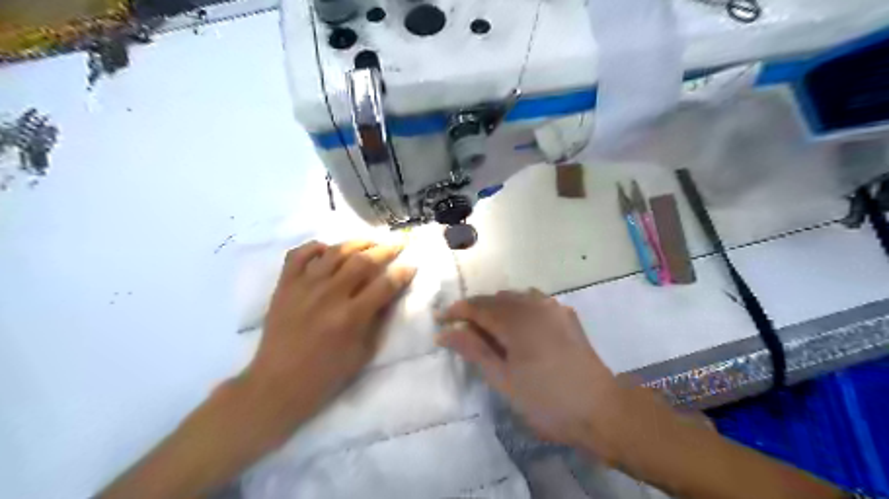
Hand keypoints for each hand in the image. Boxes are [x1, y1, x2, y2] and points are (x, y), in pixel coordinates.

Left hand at [245, 243, 416, 425]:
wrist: (278, 384)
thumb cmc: (326, 374)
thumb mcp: (363, 353)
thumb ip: (378, 320)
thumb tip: (389, 294)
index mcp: (351, 317)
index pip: (385, 285)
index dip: (402, 273)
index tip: (411, 265)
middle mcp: (329, 296)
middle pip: (363, 261)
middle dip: (385, 250)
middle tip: (398, 244)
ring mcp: (304, 287)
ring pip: (335, 252)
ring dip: (356, 243)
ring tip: (370, 241)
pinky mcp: (284, 286)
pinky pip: (298, 255)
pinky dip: (314, 247)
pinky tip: (326, 249)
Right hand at [437, 291, 622, 456]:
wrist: (601, 410)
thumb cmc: (546, 401)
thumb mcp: (503, 379)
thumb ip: (473, 350)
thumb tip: (445, 331)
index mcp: (516, 320)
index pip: (477, 306)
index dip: (456, 311)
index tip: (439, 320)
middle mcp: (534, 305)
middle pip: (495, 299)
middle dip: (475, 310)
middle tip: (460, 329)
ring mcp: (553, 308)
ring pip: (515, 297)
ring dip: (496, 307)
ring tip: (486, 328)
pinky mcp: (566, 315)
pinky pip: (534, 301)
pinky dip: (518, 308)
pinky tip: (517, 324)